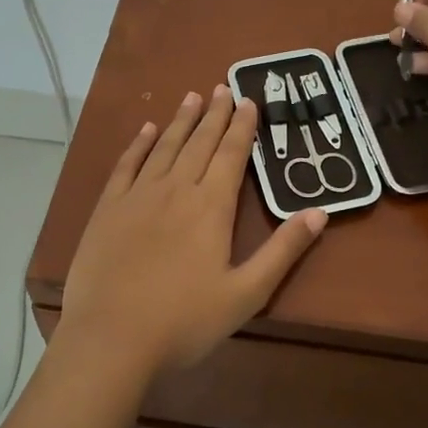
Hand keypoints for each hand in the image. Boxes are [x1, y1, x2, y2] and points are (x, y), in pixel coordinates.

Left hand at [58, 86, 327, 376]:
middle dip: (214, 114)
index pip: (231, 155)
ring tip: (192, 96)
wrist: (111, 339)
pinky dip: (139, 144)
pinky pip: (126, 166)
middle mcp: (175, 190)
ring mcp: (137, 197)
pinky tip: (147, 130)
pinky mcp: (107, 210)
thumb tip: (319, 212)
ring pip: (164, 147)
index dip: (242, 127)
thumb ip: (283, 251)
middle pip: (199, 143)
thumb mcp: (246, 293)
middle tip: (223, 87)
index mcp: (211, 207)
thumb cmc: (184, 322)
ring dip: (180, 121)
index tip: (248, 101)